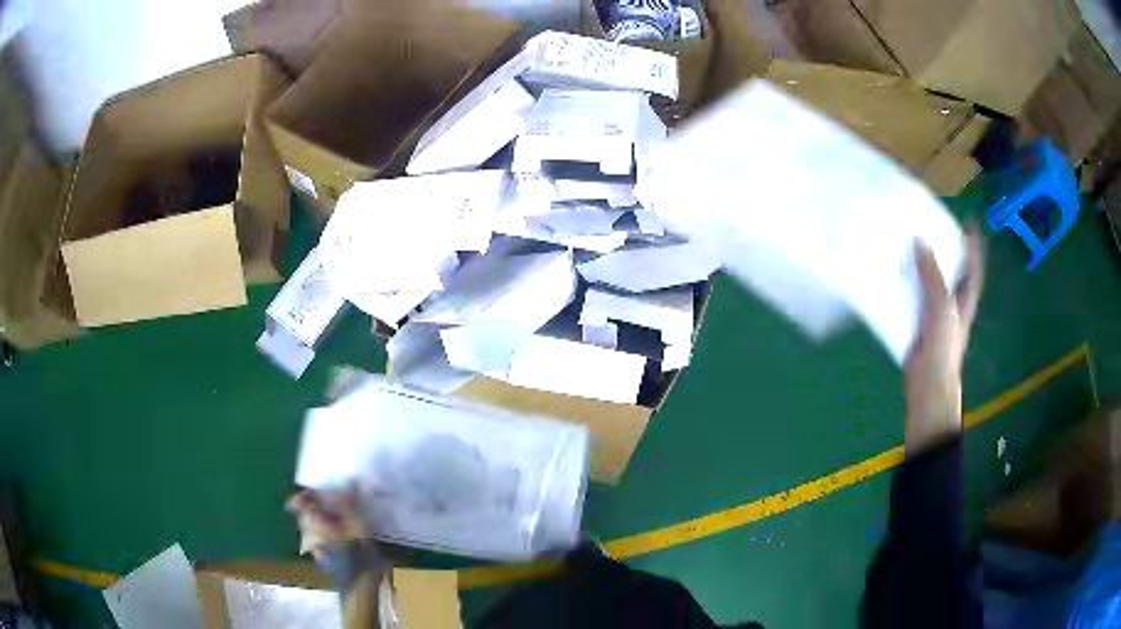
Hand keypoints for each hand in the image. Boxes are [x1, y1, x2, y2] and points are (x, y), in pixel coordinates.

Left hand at [286, 488, 367, 559]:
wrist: (359, 584)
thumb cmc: (357, 553)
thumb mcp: (357, 525)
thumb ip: (348, 504)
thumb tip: (347, 483)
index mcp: (313, 523)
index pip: (299, 502)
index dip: (307, 493)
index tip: (321, 490)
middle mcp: (308, 534)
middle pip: (306, 514)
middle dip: (318, 506)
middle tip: (336, 502)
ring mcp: (314, 547)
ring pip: (312, 526)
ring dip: (323, 519)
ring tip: (342, 518)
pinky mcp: (322, 557)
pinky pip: (319, 537)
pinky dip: (327, 531)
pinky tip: (343, 535)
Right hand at [904, 224, 983, 454]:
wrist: (929, 382)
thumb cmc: (944, 344)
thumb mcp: (942, 304)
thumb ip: (932, 273)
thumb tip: (919, 241)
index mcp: (965, 298)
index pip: (973, 266)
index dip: (974, 245)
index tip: (970, 222)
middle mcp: (952, 303)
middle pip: (950, 270)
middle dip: (943, 250)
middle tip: (930, 226)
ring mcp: (935, 314)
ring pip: (929, 283)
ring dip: (920, 266)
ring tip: (908, 242)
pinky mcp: (918, 323)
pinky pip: (912, 297)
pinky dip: (905, 285)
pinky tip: (893, 273)